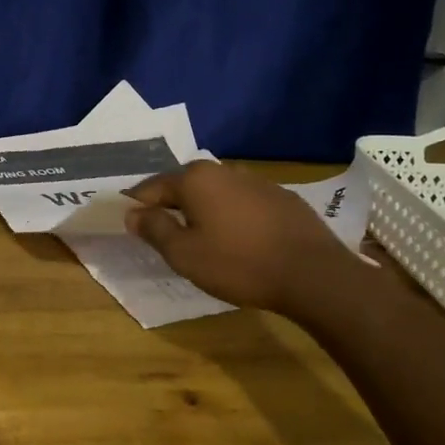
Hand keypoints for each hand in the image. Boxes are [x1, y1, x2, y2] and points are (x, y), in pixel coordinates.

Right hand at [125, 161, 362, 318]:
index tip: (130, 225)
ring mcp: (257, 181)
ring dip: (202, 210)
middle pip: (184, 186)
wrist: (313, 274)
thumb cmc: (238, 264)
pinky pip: (242, 203)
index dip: (137, 206)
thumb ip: (154, 229)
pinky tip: (237, 240)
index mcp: (194, 179)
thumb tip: (132, 214)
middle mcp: (223, 171)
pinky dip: (231, 216)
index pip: (151, 187)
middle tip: (164, 234)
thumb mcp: (184, 254)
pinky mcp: (282, 197)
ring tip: (200, 238)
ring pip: (215, 193)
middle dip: (170, 206)